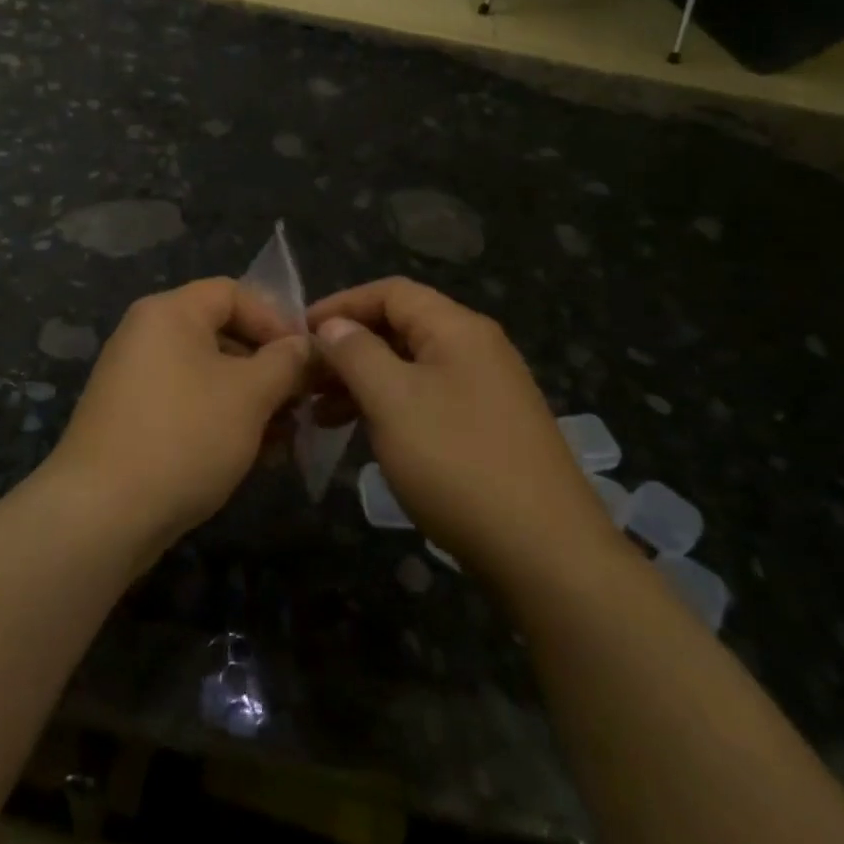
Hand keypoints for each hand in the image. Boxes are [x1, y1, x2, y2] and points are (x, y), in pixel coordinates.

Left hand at [49, 278, 312, 555]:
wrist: (102, 514)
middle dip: (268, 366)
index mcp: (169, 313)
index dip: (276, 319)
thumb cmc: (184, 437)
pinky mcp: (132, 420)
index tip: (307, 358)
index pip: (233, 292)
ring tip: (286, 436)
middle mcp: (146, 336)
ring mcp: (135, 380)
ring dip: (251, 399)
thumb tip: (304, 346)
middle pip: (221, 333)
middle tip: (302, 401)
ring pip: (208, 375)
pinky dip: (222, 420)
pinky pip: (188, 404)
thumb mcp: (249, 395)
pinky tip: (254, 455)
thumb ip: (285, 362)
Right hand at [307, 278, 617, 581]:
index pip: (391, 291)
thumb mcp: (393, 401)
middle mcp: (477, 348)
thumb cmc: (458, 463)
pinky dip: (390, 407)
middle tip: (305, 378)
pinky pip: (427, 399)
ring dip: (364, 381)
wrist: (545, 552)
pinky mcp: (489, 428)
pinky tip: (364, 433)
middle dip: (348, 347)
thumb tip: (333, 325)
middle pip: (401, 327)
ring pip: (411, 367)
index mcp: (458, 329)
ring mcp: (487, 390)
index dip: (341, 304)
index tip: (298, 333)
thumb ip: (356, 353)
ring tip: (321, 412)